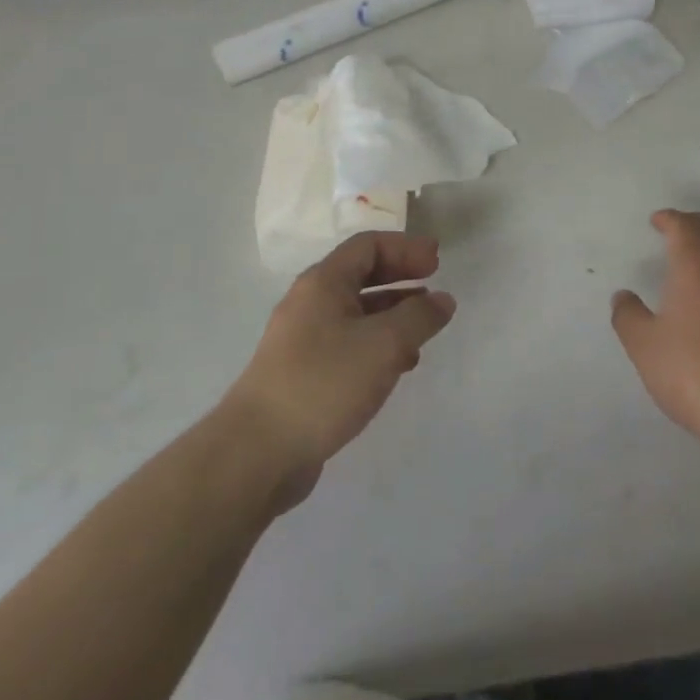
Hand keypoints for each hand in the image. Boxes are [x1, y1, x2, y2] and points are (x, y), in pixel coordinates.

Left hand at [227, 232, 454, 508]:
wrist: (256, 454)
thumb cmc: (324, 383)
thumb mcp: (384, 344)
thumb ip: (419, 317)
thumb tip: (443, 300)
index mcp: (323, 283)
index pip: (368, 245)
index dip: (406, 247)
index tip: (437, 261)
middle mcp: (309, 303)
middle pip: (361, 275)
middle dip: (400, 276)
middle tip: (434, 284)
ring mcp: (302, 340)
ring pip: (355, 313)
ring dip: (392, 313)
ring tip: (423, 329)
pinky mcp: (302, 374)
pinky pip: (347, 343)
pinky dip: (376, 344)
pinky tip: (396, 367)